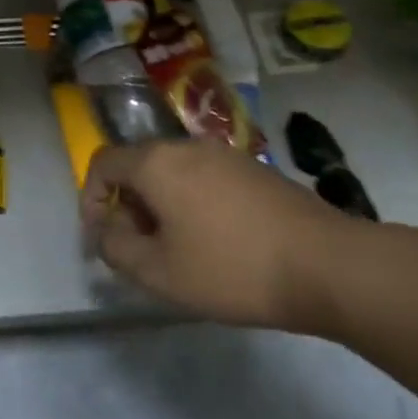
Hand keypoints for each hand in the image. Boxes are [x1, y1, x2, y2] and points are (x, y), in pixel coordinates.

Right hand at [81, 140, 354, 330]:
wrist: (327, 265)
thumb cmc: (231, 268)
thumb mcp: (158, 272)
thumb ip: (115, 248)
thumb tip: (105, 231)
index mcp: (156, 162)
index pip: (102, 163)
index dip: (90, 198)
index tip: (102, 236)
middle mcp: (187, 146)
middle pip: (139, 166)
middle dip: (128, 206)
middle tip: (141, 249)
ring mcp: (225, 155)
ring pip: (173, 173)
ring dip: (162, 206)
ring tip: (179, 250)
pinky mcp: (255, 170)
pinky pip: (205, 179)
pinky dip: (193, 203)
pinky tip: (217, 242)